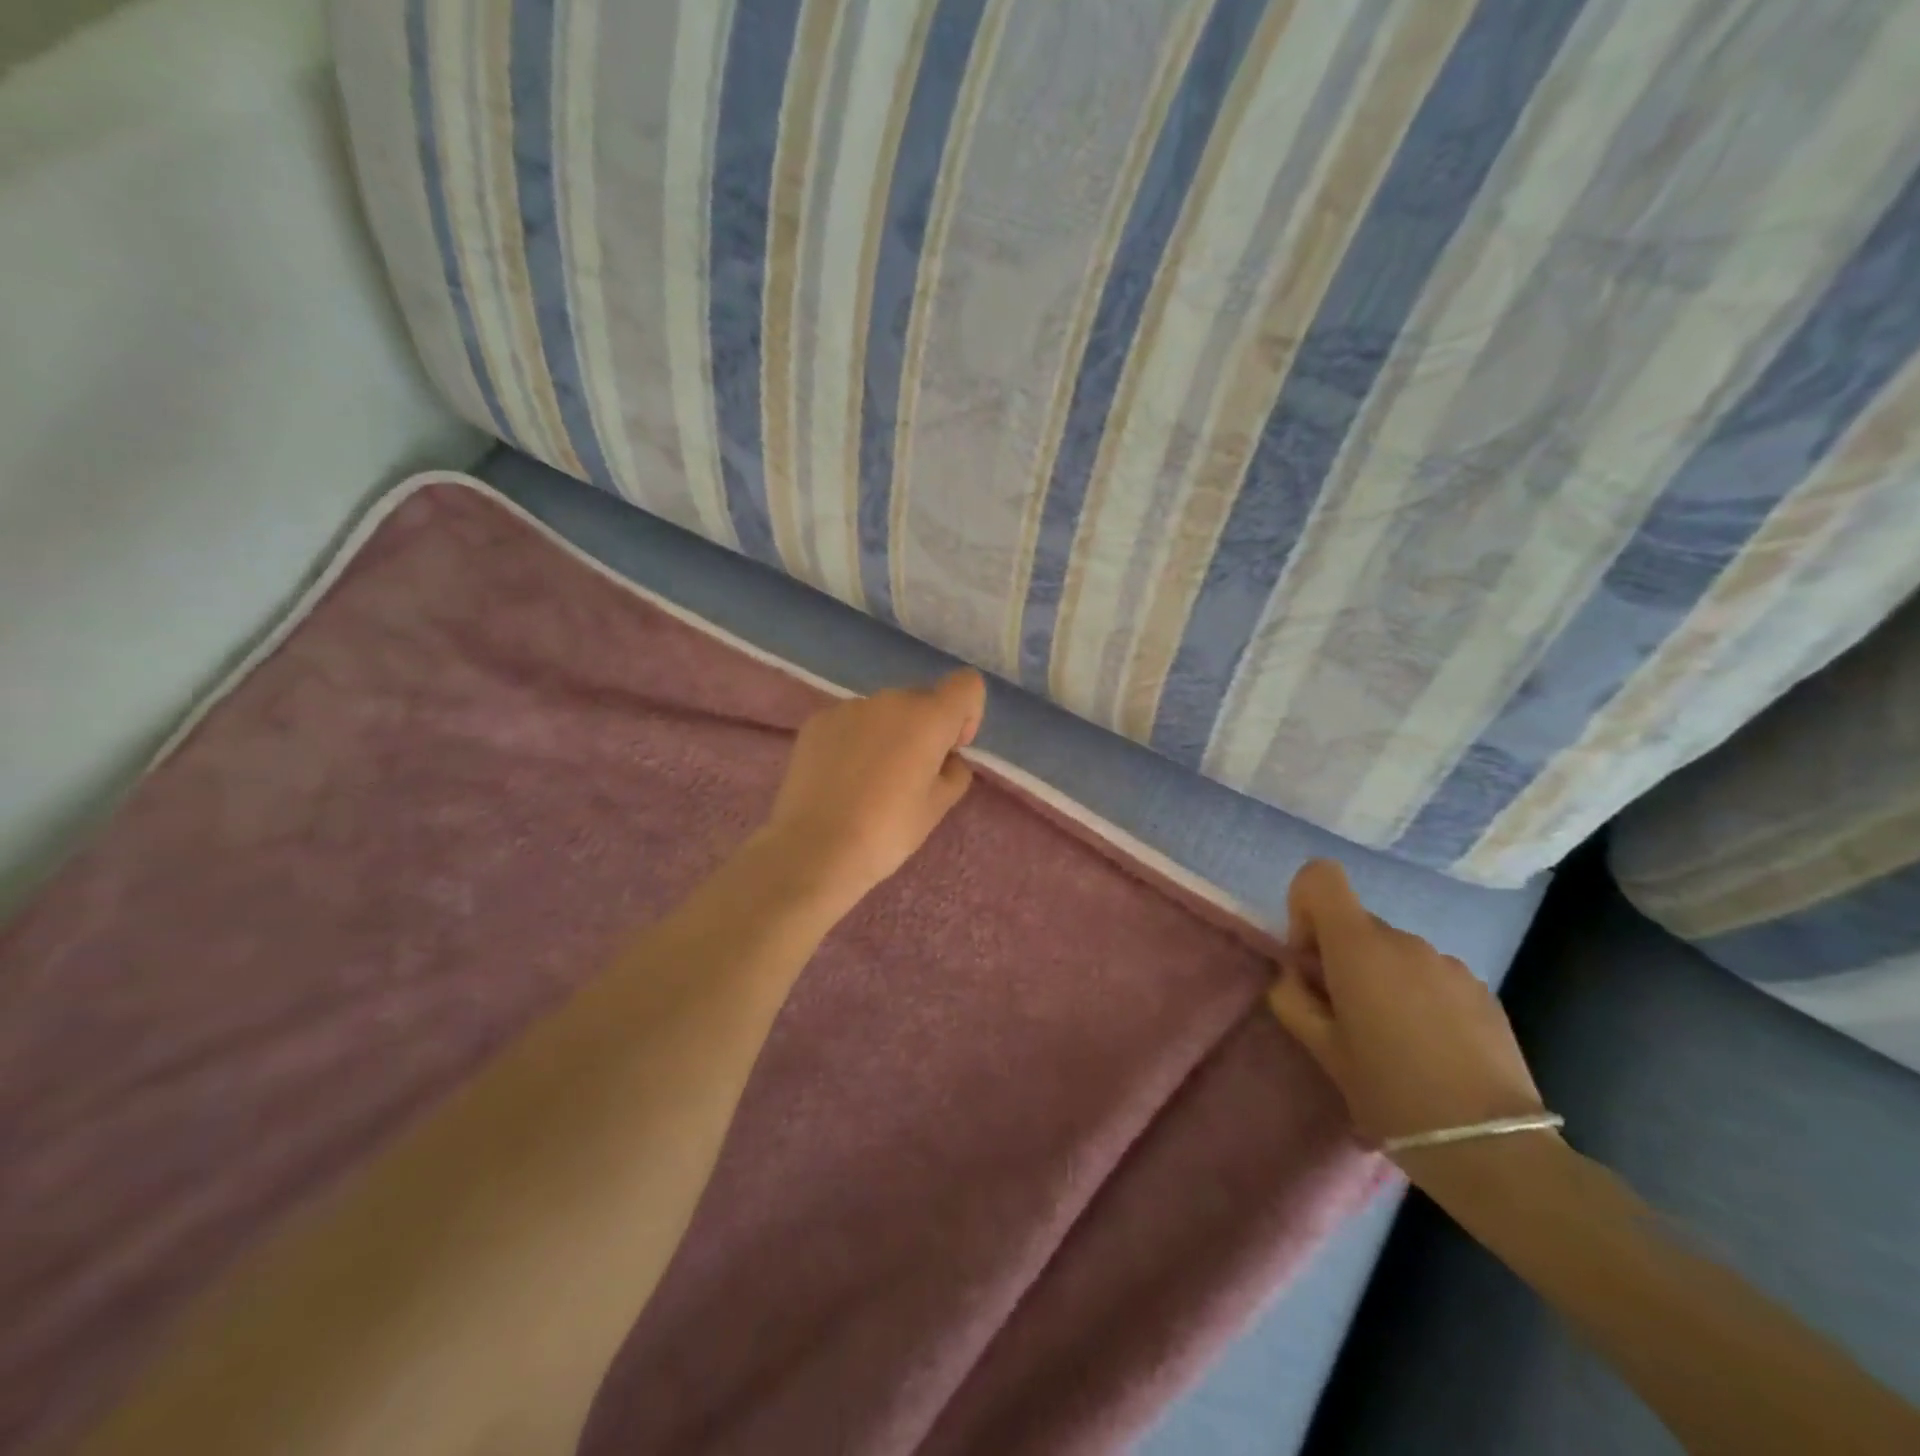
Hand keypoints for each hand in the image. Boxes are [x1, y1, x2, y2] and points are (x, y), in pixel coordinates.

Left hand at [756, 669, 986, 912]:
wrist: (814, 849)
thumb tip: (946, 759)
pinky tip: (841, 779)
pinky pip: (850, 723)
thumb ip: (954, 773)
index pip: (967, 685)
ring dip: (888, 735)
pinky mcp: (816, 722)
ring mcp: (848, 707)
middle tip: (911, 777)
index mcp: (928, 717)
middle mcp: (890, 700)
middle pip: (922, 700)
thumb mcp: (937, 808)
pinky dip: (855, 741)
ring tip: (870, 782)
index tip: (950, 751)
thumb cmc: (887, 832)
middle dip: (925, 729)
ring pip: (883, 712)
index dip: (967, 714)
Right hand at [1267, 859, 1546, 1169]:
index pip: (1321, 877)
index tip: (1310, 960)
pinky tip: (1430, 1048)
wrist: (1492, 1148)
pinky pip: (1430, 975)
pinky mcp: (1481, 990)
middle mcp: (1405, 941)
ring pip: (1393, 952)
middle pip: (1355, 923)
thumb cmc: (1390, 1093)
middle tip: (1344, 1016)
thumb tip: (1294, 976)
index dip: (1304, 906)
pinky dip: (1417, 995)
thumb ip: (1293, 999)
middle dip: (1339, 956)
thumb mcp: (1323, 1050)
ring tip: (1391, 1040)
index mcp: (1359, 947)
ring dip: (1379, 978)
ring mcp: (1449, 964)